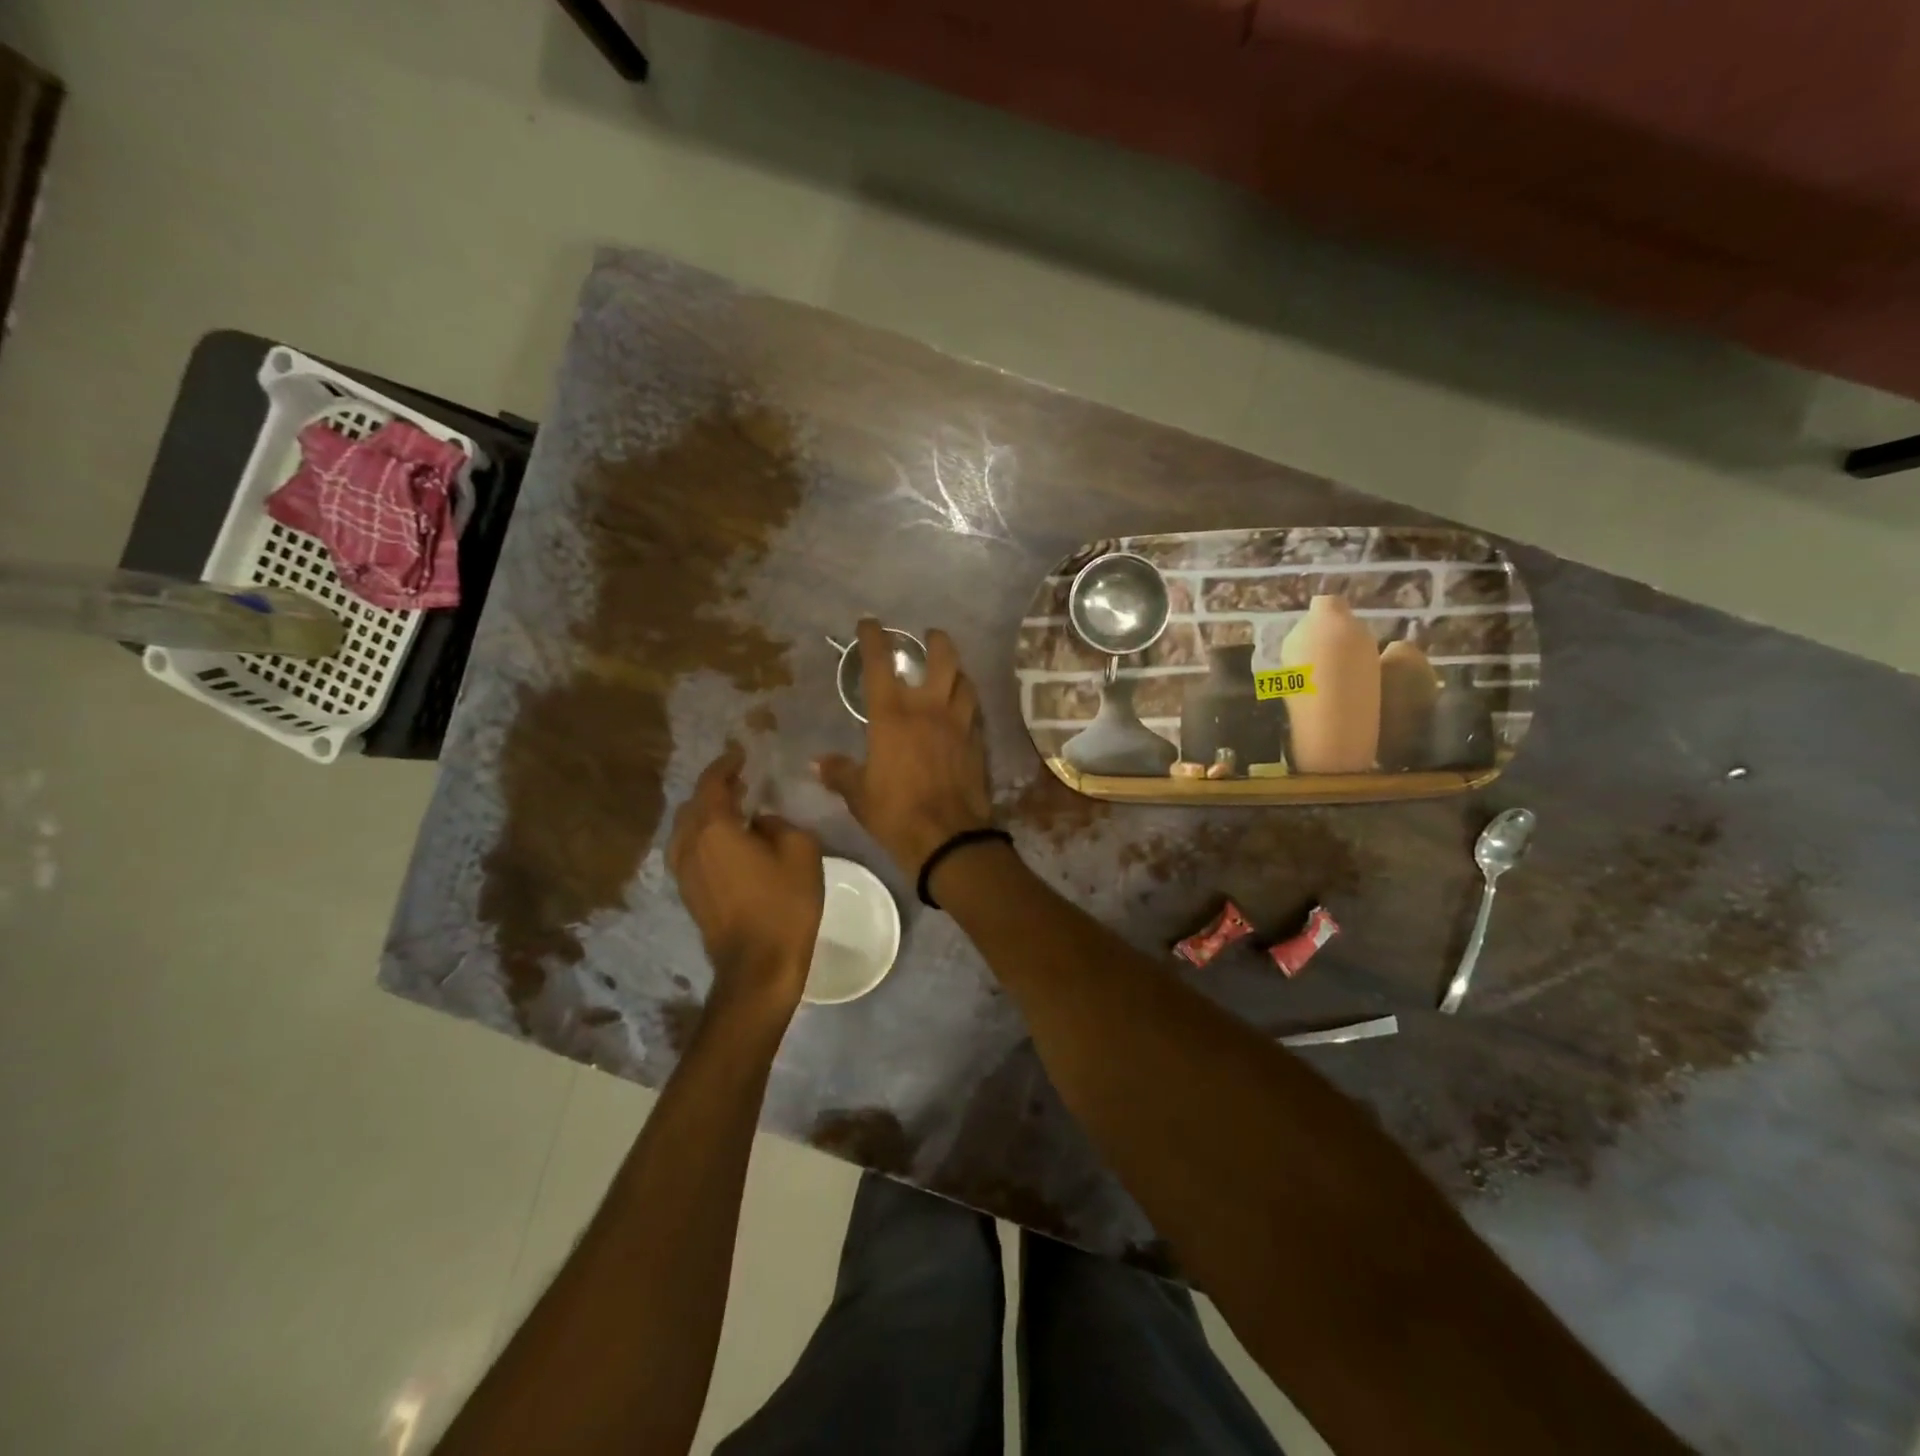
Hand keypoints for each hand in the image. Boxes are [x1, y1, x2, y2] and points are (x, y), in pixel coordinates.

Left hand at [668, 743, 824, 1019]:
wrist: (758, 965)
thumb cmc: (784, 903)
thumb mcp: (801, 851)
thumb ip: (780, 823)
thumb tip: (762, 821)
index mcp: (714, 828)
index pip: (712, 782)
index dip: (726, 764)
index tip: (740, 753)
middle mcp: (689, 844)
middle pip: (694, 804)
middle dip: (716, 788)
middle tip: (742, 780)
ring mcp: (683, 870)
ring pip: (688, 828)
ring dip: (709, 813)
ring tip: (735, 809)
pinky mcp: (688, 891)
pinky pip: (691, 849)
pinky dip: (706, 835)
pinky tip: (729, 841)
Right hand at [815, 620, 994, 882]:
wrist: (947, 837)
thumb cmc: (895, 812)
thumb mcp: (858, 794)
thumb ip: (839, 773)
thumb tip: (817, 763)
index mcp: (892, 715)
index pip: (880, 664)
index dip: (874, 638)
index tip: (870, 623)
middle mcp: (929, 709)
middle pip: (942, 659)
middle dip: (936, 641)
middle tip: (930, 635)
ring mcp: (958, 724)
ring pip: (965, 682)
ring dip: (957, 670)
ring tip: (951, 670)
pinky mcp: (977, 743)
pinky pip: (974, 712)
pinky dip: (968, 702)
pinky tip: (964, 708)